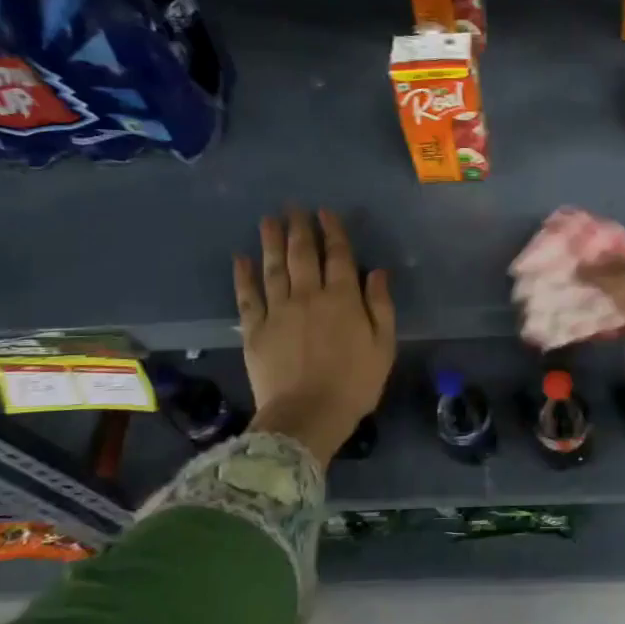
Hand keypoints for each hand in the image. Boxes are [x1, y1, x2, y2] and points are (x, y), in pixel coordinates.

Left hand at [233, 208, 396, 464]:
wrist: (307, 416)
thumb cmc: (354, 384)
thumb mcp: (383, 346)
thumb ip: (380, 306)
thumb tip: (377, 272)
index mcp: (342, 299)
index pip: (338, 255)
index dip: (332, 231)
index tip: (325, 212)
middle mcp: (308, 296)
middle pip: (302, 254)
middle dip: (299, 228)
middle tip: (293, 207)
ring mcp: (278, 311)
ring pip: (273, 267)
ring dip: (271, 241)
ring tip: (268, 220)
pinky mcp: (255, 330)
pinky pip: (247, 296)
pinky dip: (243, 275)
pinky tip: (240, 258)